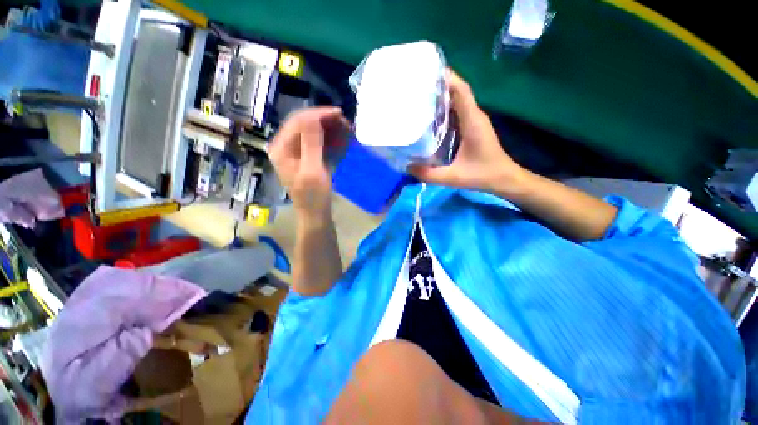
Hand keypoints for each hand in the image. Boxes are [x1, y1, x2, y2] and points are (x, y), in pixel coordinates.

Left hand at [268, 107, 348, 220]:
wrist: (315, 214)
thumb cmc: (313, 196)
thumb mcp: (312, 171)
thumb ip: (311, 143)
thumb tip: (315, 117)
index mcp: (281, 148)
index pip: (298, 121)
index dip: (319, 114)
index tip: (340, 114)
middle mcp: (285, 146)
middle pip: (304, 123)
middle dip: (325, 120)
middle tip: (345, 122)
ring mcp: (296, 151)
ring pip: (312, 131)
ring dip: (329, 128)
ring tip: (346, 129)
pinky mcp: (306, 157)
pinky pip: (317, 141)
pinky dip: (329, 138)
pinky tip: (340, 139)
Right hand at [408, 70, 525, 194]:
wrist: (503, 179)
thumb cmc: (482, 175)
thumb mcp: (453, 177)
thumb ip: (429, 174)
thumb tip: (407, 167)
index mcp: (472, 121)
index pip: (460, 90)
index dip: (446, 77)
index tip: (425, 72)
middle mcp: (474, 116)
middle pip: (457, 91)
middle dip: (438, 85)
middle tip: (415, 86)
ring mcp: (474, 121)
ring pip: (457, 101)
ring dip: (440, 97)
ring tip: (418, 98)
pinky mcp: (472, 128)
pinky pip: (457, 112)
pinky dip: (444, 110)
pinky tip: (430, 117)